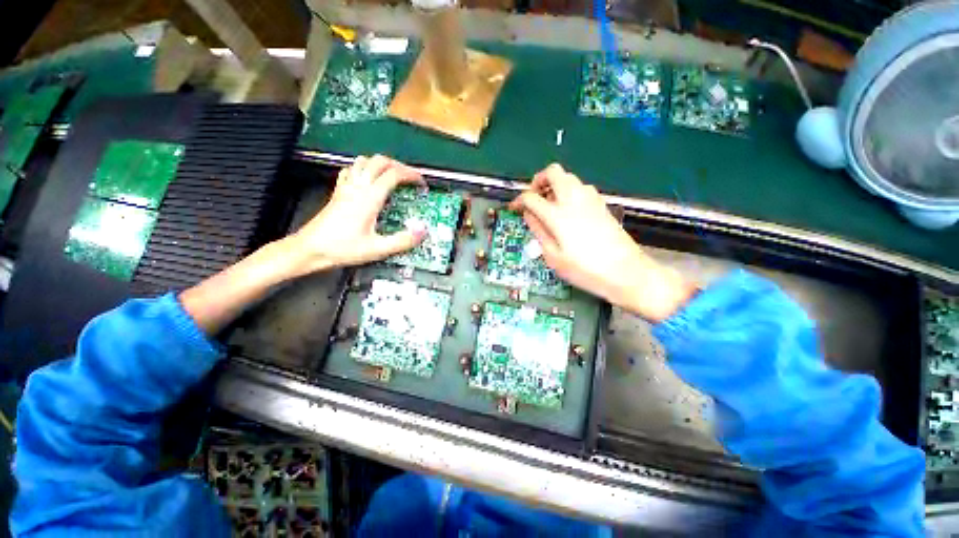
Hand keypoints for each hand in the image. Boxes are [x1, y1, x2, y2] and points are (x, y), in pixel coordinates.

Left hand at [286, 155, 426, 275]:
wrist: (309, 249)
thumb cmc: (341, 248)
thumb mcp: (377, 249)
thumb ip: (402, 241)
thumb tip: (422, 231)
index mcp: (369, 198)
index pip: (393, 174)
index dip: (411, 175)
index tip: (421, 183)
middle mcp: (357, 188)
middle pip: (379, 161)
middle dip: (399, 165)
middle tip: (409, 178)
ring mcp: (346, 188)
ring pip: (364, 161)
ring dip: (381, 164)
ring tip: (392, 176)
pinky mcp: (338, 192)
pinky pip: (351, 170)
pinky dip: (364, 169)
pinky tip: (368, 180)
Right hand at [509, 164, 696, 321]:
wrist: (625, 272)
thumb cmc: (585, 270)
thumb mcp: (554, 257)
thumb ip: (538, 232)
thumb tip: (528, 215)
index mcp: (557, 215)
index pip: (531, 197)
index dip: (518, 200)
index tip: (514, 208)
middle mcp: (573, 200)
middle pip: (553, 172)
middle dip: (538, 180)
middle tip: (534, 197)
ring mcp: (590, 199)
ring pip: (569, 177)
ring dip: (555, 185)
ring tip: (550, 205)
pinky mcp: (601, 204)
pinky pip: (581, 187)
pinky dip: (569, 191)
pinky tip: (569, 210)